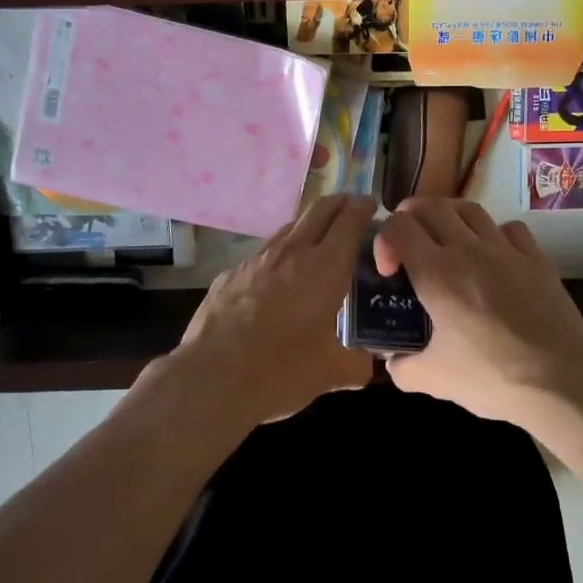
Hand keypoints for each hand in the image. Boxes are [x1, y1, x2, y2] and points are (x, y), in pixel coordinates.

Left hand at [172, 194, 377, 425]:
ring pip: (289, 229)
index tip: (371, 205)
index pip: (349, 220)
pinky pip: (262, 255)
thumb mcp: (330, 373)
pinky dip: (279, 256)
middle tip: (351, 210)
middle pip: (319, 210)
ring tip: (317, 243)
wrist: (211, 378)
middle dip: (338, 204)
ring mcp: (257, 260)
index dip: (363, 207)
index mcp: (325, 268)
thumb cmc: (280, 371)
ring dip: (308, 227)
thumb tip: (367, 366)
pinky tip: (277, 280)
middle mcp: (292, 252)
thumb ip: (356, 365)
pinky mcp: (230, 274)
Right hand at [374, 198, 582, 446]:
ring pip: (469, 208)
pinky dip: (493, 233)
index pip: (398, 227)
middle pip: (430, 206)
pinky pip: (509, 228)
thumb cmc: (492, 378)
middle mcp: (468, 249)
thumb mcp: (434, 379)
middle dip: (410, 218)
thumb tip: (394, 360)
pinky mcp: (537, 258)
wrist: (563, 381)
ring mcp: (506, 250)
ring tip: (445, 242)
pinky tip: (493, 257)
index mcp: (436, 273)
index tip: (388, 272)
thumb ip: (403, 366)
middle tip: (408, 245)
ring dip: (449, 217)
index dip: (383, 241)